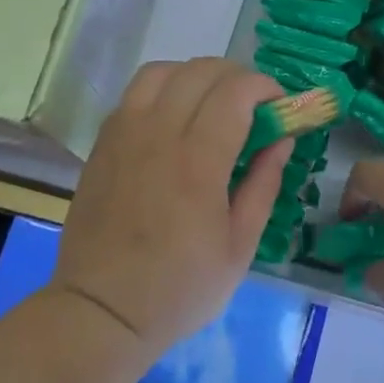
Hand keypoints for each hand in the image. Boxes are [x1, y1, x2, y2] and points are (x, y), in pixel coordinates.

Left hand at [51, 59, 289, 359]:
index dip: (264, 86)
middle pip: (201, 71)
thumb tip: (282, 139)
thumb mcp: (240, 247)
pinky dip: (164, 88)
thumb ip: (264, 184)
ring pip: (163, 71)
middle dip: (237, 76)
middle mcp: (159, 135)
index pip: (236, 92)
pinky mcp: (103, 143)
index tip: (280, 105)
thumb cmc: (180, 288)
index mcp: (198, 162)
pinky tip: (175, 117)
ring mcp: (125, 134)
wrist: (101, 312)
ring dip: (196, 75)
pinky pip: (135, 92)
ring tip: (211, 102)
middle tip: (253, 105)